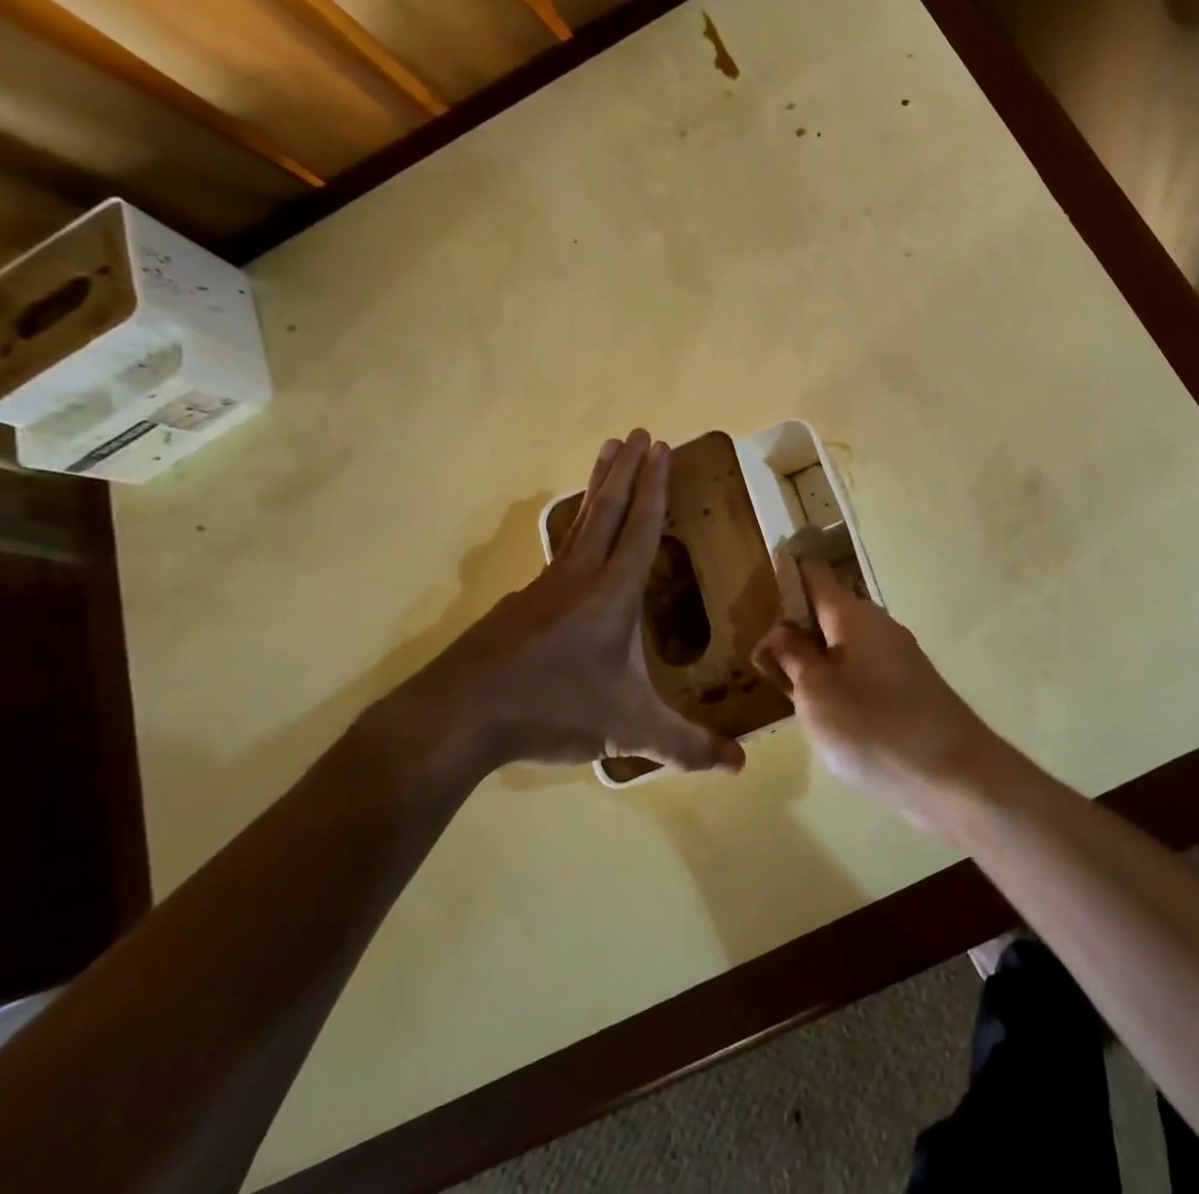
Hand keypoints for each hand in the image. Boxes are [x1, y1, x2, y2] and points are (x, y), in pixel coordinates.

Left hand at [400, 431, 745, 776]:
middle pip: (609, 509)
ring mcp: (545, 586)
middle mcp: (580, 576)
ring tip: (607, 452)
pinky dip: (575, 525)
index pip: (642, 528)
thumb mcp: (628, 731)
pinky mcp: (521, 604)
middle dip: (628, 469)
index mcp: (612, 594)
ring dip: (599, 485)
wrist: (458, 717)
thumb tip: (741, 767)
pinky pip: (560, 549)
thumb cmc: (553, 709)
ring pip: (580, 522)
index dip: (656, 488)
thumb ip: (685, 747)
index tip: (662, 448)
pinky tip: (573, 537)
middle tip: (639, 432)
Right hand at [756, 559, 1000, 821]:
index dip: (786, 575)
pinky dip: (838, 678)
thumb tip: (782, 628)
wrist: (952, 773)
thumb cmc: (872, 726)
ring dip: (816, 655)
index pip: (815, 575)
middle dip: (796, 624)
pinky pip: (861, 669)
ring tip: (781, 680)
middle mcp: (877, 626)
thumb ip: (794, 656)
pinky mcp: (906, 687)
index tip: (756, 591)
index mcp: (853, 615)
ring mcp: (896, 657)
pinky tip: (822, 708)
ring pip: (845, 643)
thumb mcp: (816, 693)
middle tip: (759, 649)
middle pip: (829, 610)